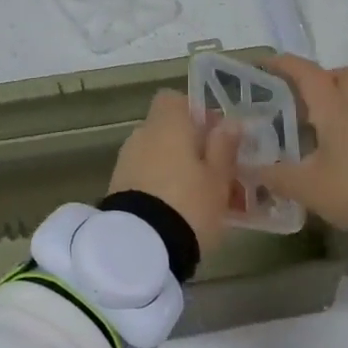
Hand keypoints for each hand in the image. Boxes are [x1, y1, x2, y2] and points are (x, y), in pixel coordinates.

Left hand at [109, 90, 242, 253]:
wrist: (141, 247)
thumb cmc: (189, 203)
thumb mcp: (219, 177)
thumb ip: (224, 147)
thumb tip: (229, 122)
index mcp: (167, 124)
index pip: (174, 99)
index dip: (195, 113)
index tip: (215, 136)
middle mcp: (142, 135)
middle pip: (168, 131)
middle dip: (190, 147)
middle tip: (217, 173)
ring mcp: (126, 162)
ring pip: (158, 157)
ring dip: (177, 169)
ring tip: (203, 199)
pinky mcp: (118, 189)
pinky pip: (146, 178)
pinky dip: (162, 187)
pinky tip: (181, 212)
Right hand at [259, 56, 347, 230]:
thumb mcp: (305, 186)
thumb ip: (274, 175)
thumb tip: (246, 168)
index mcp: (334, 109)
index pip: (308, 74)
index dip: (286, 65)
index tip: (266, 64)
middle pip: (344, 76)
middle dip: (322, 79)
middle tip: (299, 97)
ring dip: (334, 107)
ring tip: (309, 131)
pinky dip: (346, 130)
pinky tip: (330, 154)